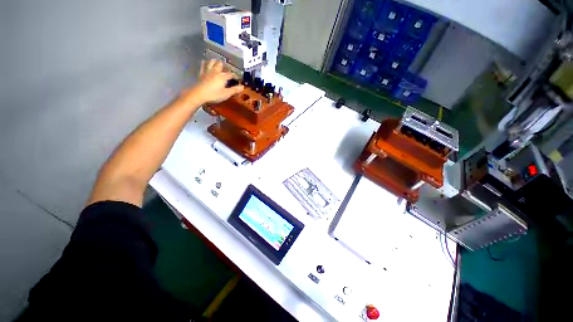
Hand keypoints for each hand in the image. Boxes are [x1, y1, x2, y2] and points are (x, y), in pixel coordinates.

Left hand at [189, 60, 243, 103]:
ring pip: (211, 62)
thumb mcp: (226, 94)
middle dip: (225, 66)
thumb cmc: (214, 95)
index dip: (235, 75)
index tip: (239, 78)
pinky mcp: (201, 73)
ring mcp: (207, 71)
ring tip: (218, 63)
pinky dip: (205, 63)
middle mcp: (215, 71)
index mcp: (222, 77)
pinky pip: (203, 65)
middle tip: (227, 69)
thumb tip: (243, 87)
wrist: (199, 94)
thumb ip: (234, 90)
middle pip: (220, 64)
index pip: (231, 74)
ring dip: (215, 61)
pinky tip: (206, 62)